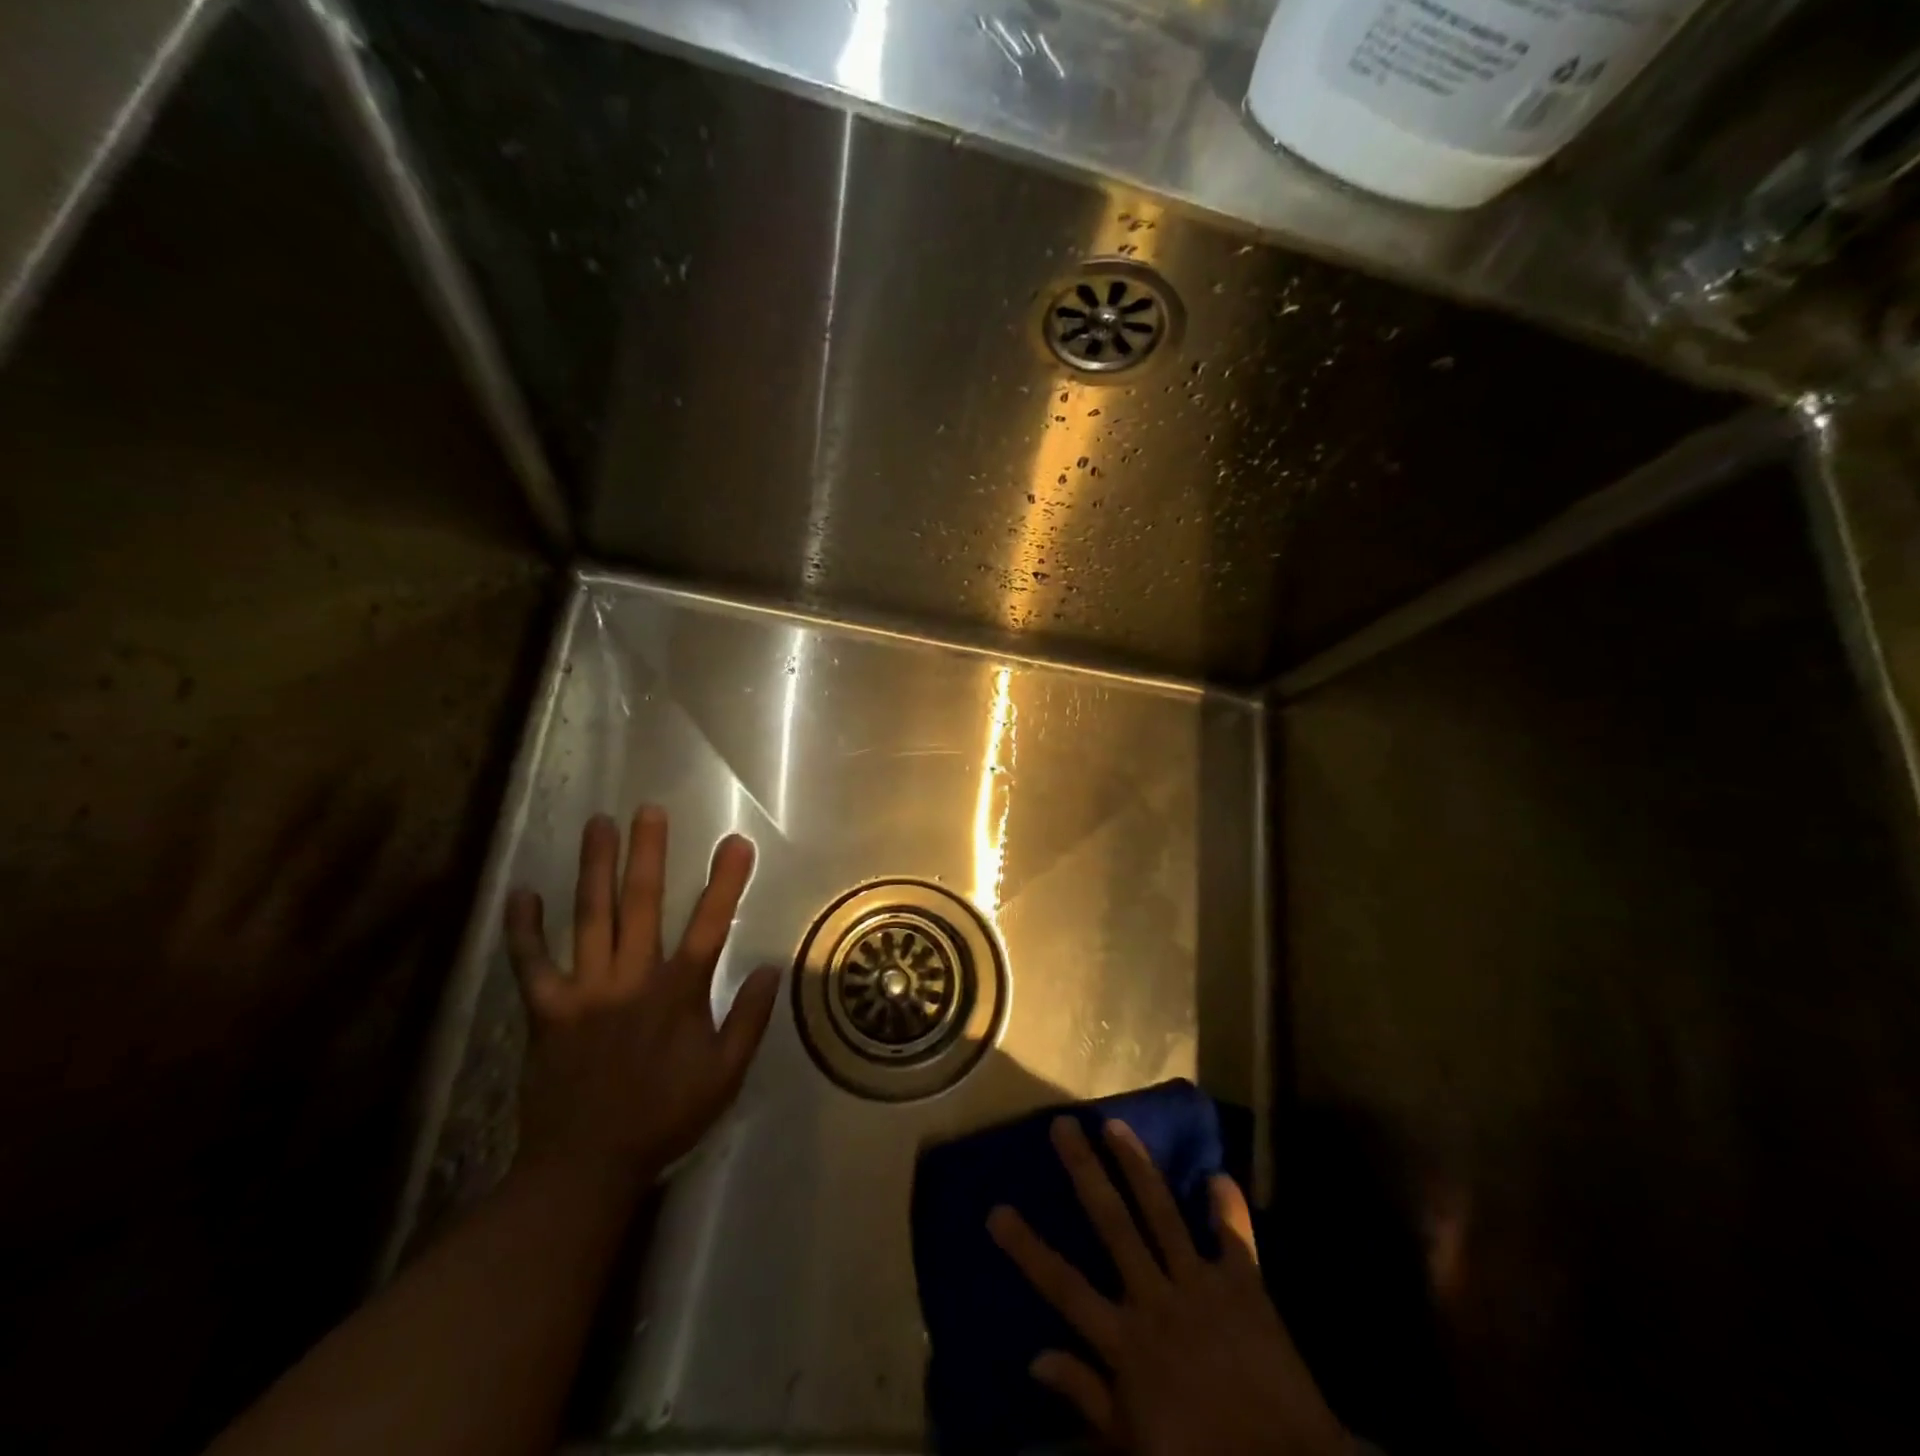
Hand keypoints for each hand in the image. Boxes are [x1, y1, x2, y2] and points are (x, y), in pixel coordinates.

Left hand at [504, 807, 780, 1184]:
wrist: (585, 1166)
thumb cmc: (664, 1117)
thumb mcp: (725, 1076)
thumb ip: (749, 1020)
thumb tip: (770, 967)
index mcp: (678, 994)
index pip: (710, 926)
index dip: (725, 882)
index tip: (736, 842)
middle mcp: (631, 980)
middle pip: (642, 905)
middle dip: (648, 854)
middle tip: (649, 811)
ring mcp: (585, 991)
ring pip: (590, 919)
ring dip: (594, 869)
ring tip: (597, 825)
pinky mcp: (546, 1010)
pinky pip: (532, 963)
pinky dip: (525, 930)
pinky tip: (521, 893)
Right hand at [989, 1117, 1348, 1455]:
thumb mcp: (1132, 1444)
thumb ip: (1086, 1395)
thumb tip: (1034, 1357)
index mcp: (1127, 1342)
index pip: (1064, 1286)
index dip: (1028, 1248)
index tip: (996, 1210)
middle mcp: (1157, 1300)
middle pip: (1113, 1225)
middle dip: (1085, 1172)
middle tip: (1063, 1126)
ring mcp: (1202, 1287)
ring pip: (1163, 1214)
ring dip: (1138, 1166)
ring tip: (1115, 1125)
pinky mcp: (1245, 1288)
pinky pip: (1235, 1238)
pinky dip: (1227, 1207)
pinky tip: (1218, 1174)